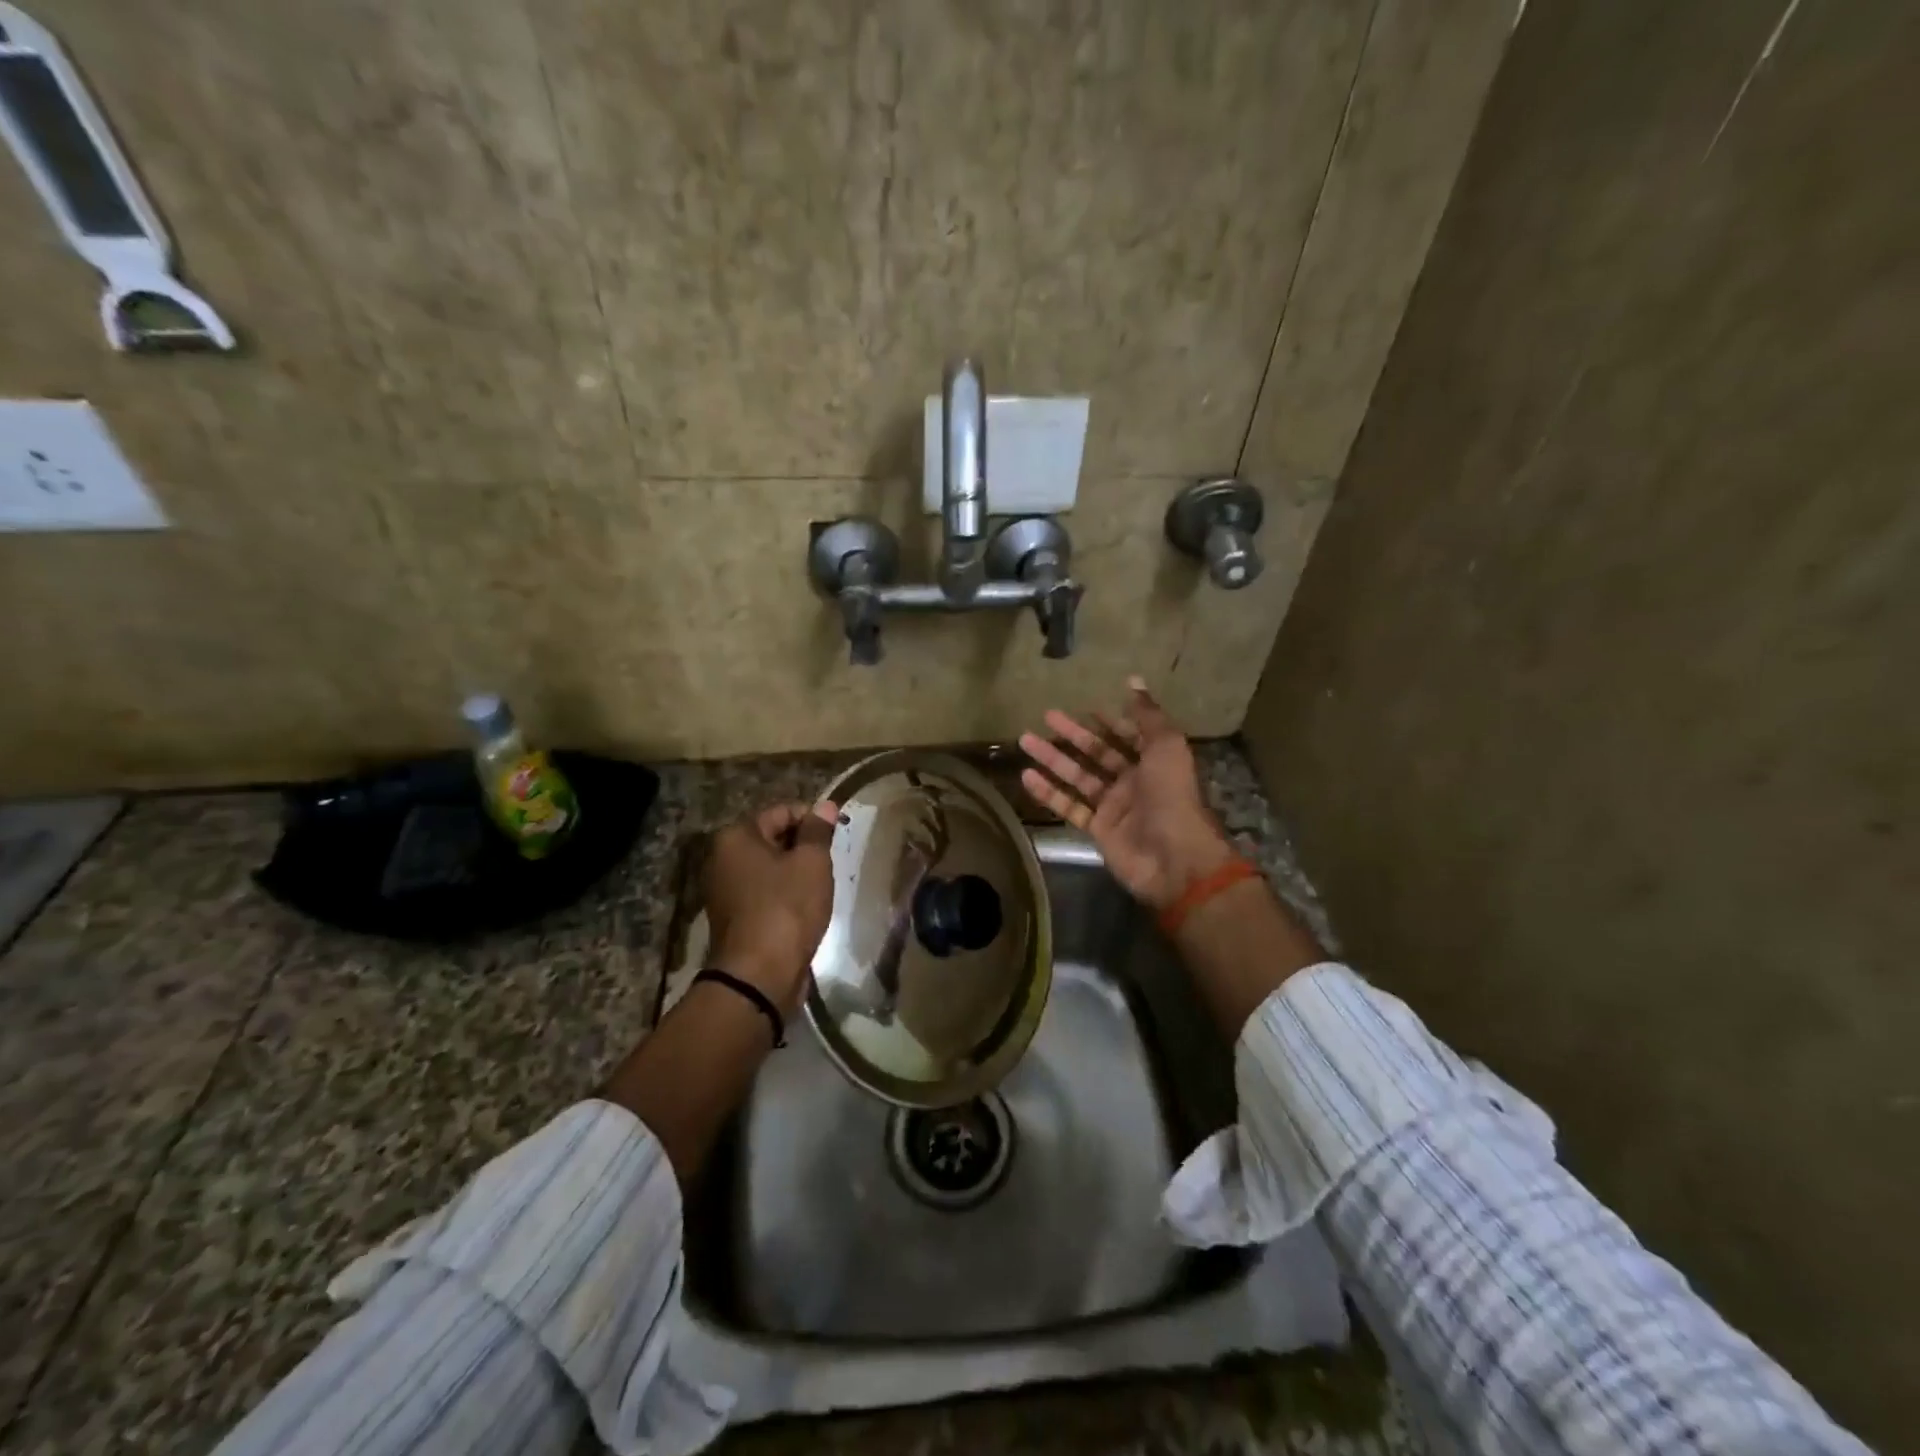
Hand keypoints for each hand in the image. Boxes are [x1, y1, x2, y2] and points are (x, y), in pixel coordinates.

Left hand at [704, 801, 837, 1014]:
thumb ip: (818, 831)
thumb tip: (826, 806)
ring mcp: (724, 890)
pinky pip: (764, 894)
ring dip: (796, 873)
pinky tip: (805, 909)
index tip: (837, 836)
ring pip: (770, 868)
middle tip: (830, 864)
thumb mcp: (811, 863)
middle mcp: (722, 858)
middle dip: (804, 847)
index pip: (782, 811)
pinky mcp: (733, 918)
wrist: (758, 976)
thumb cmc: (787, 909)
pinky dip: (785, 896)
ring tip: (820, 888)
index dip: (813, 819)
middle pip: (773, 838)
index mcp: (735, 837)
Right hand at [1019, 677, 1234, 912]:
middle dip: (1072, 735)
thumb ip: (1147, 714)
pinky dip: (1049, 793)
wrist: (1173, 857)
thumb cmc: (1172, 795)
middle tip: (1046, 716)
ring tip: (1024, 740)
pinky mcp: (1098, 829)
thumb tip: (1133, 679)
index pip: (1128, 735)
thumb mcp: (1166, 746)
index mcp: (1154, 761)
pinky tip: (1027, 776)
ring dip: (1053, 759)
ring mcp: (1114, 807)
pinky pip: (1069, 807)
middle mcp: (1133, 781)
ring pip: (1078, 778)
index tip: (1086, 707)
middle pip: (1098, 753)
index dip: (1110, 721)